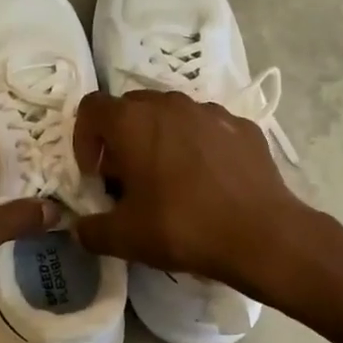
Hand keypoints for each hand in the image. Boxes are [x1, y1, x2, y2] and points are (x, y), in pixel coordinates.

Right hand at [71, 89, 308, 291]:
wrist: (263, 235)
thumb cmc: (183, 227)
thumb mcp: (124, 238)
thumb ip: (90, 230)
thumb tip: (80, 229)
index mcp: (133, 122)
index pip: (91, 108)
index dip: (84, 138)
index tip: (95, 173)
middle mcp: (169, 104)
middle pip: (130, 107)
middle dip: (121, 137)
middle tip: (127, 177)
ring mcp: (209, 111)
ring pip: (171, 114)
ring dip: (159, 138)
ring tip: (169, 178)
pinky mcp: (242, 126)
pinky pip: (206, 127)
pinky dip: (197, 146)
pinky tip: (207, 181)